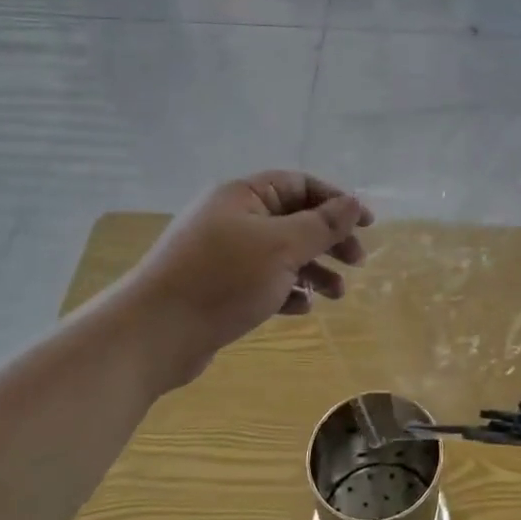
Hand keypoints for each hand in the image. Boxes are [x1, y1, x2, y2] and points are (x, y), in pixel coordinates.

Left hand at [132, 171, 373, 385]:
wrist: (153, 334)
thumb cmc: (222, 279)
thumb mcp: (281, 247)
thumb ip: (322, 224)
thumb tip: (353, 202)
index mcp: (243, 196)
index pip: (300, 184)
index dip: (336, 201)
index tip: (367, 225)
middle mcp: (233, 218)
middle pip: (294, 219)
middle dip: (329, 240)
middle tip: (357, 262)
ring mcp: (224, 255)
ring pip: (282, 254)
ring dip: (314, 270)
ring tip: (337, 294)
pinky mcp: (220, 288)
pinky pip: (264, 281)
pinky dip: (287, 291)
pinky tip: (302, 309)